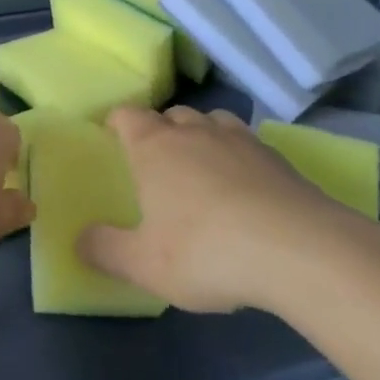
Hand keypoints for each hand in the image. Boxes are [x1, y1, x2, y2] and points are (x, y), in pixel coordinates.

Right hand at [80, 106, 379, 311]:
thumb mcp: (143, 264)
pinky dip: (238, 158)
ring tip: (202, 170)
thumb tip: (79, 239)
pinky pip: (248, 145)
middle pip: (171, 115)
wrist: (301, 251)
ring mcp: (241, 140)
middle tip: (157, 165)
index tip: (113, 140)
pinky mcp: (279, 159)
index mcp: (154, 147)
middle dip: (160, 131)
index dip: (116, 123)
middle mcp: (195, 132)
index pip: (126, 115)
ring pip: (212, 122)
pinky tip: (245, 190)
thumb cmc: (206, 251)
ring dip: (201, 137)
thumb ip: (104, 250)